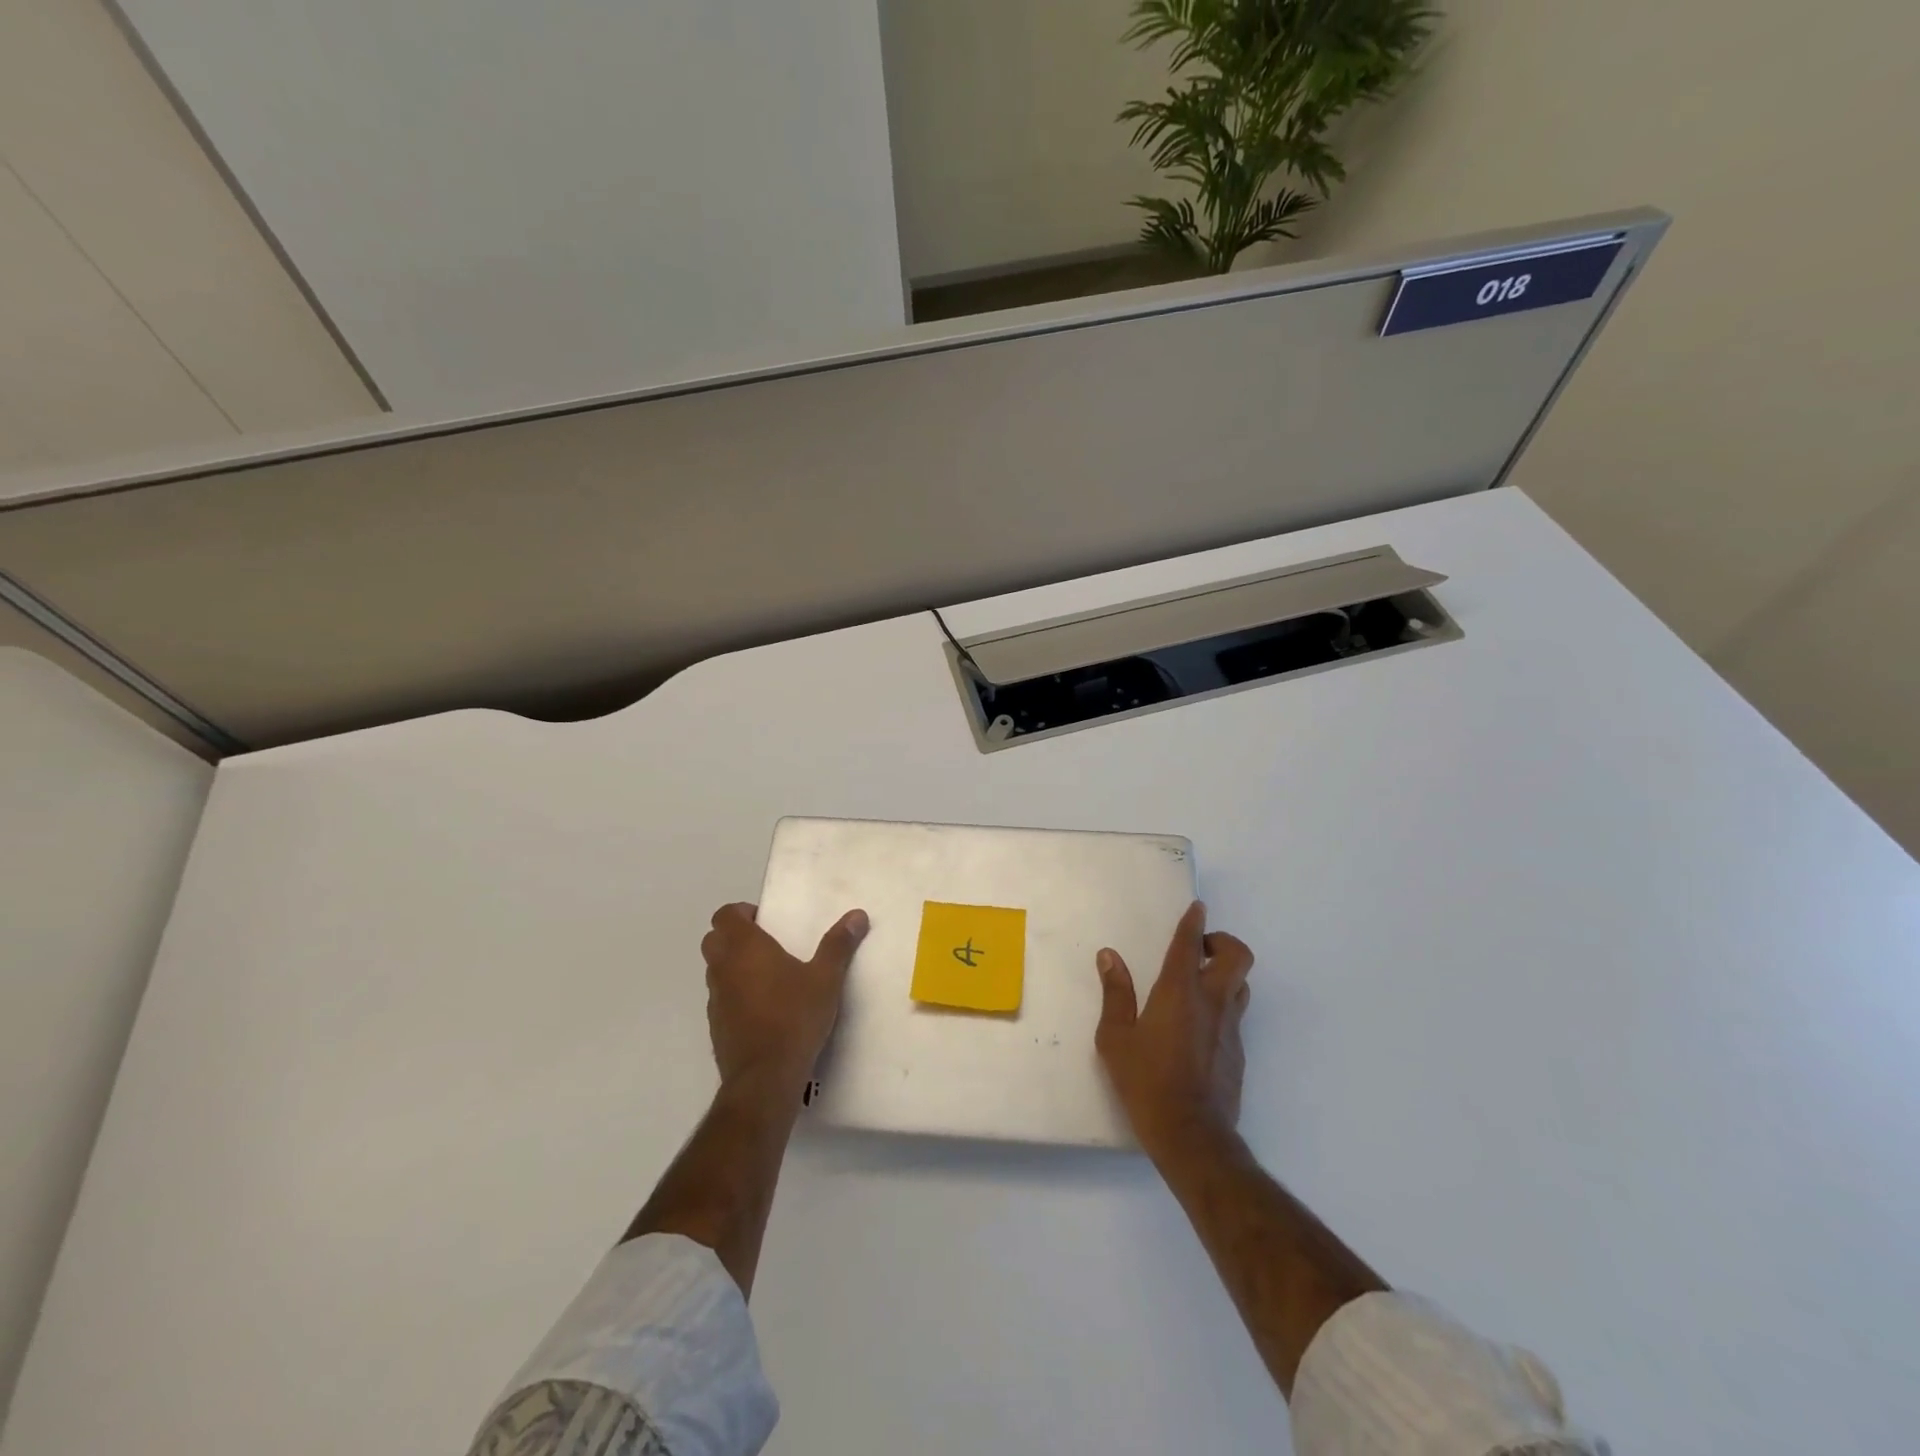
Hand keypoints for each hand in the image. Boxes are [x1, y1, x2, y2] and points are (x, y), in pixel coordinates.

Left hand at [702, 902, 869, 1090]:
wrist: (765, 1077)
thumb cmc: (795, 1017)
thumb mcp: (826, 978)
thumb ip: (838, 944)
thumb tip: (857, 915)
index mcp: (745, 948)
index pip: (724, 915)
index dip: (742, 913)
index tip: (767, 922)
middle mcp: (723, 968)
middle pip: (714, 939)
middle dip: (734, 936)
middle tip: (767, 944)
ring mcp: (715, 999)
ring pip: (715, 970)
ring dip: (733, 965)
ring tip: (768, 976)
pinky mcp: (716, 1026)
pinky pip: (721, 998)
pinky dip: (735, 994)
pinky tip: (763, 1008)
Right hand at [1094, 900, 1253, 1160]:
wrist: (1192, 1134)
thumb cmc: (1146, 1081)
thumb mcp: (1115, 1038)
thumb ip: (1115, 993)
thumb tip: (1109, 956)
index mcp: (1179, 992)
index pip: (1190, 944)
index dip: (1194, 922)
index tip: (1197, 907)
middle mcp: (1211, 1002)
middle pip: (1237, 956)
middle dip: (1223, 942)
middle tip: (1201, 949)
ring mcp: (1230, 1029)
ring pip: (1242, 985)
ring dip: (1226, 974)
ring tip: (1200, 984)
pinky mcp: (1237, 1053)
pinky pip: (1235, 1016)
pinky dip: (1222, 1008)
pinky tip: (1198, 1028)